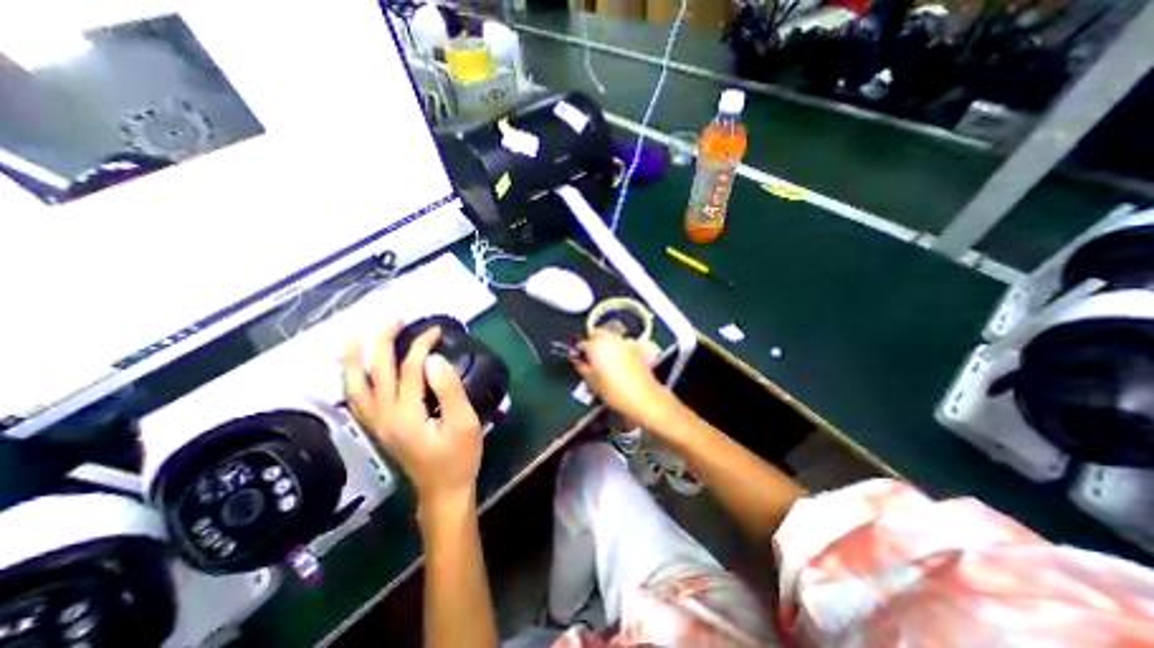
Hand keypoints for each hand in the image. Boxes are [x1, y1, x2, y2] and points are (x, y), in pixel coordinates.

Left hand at [341, 322, 484, 504]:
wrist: (442, 490)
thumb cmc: (459, 457)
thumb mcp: (464, 423)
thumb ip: (449, 390)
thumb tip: (433, 359)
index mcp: (406, 414)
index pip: (409, 368)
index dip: (421, 345)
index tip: (436, 330)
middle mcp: (383, 416)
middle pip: (375, 371)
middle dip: (381, 340)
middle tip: (393, 319)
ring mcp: (376, 423)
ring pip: (355, 385)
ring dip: (354, 357)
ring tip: (357, 335)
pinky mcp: (377, 428)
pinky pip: (356, 399)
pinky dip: (350, 379)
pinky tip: (353, 368)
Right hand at [572, 333, 672, 428]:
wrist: (643, 397)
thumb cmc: (613, 391)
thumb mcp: (592, 382)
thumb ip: (582, 367)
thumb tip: (576, 360)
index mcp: (596, 345)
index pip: (582, 343)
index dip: (579, 351)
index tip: (579, 359)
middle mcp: (610, 338)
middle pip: (597, 333)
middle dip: (592, 341)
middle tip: (591, 356)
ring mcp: (625, 341)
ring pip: (610, 337)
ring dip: (605, 343)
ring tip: (605, 359)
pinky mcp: (636, 347)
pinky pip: (621, 343)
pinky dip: (617, 347)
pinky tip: (618, 361)